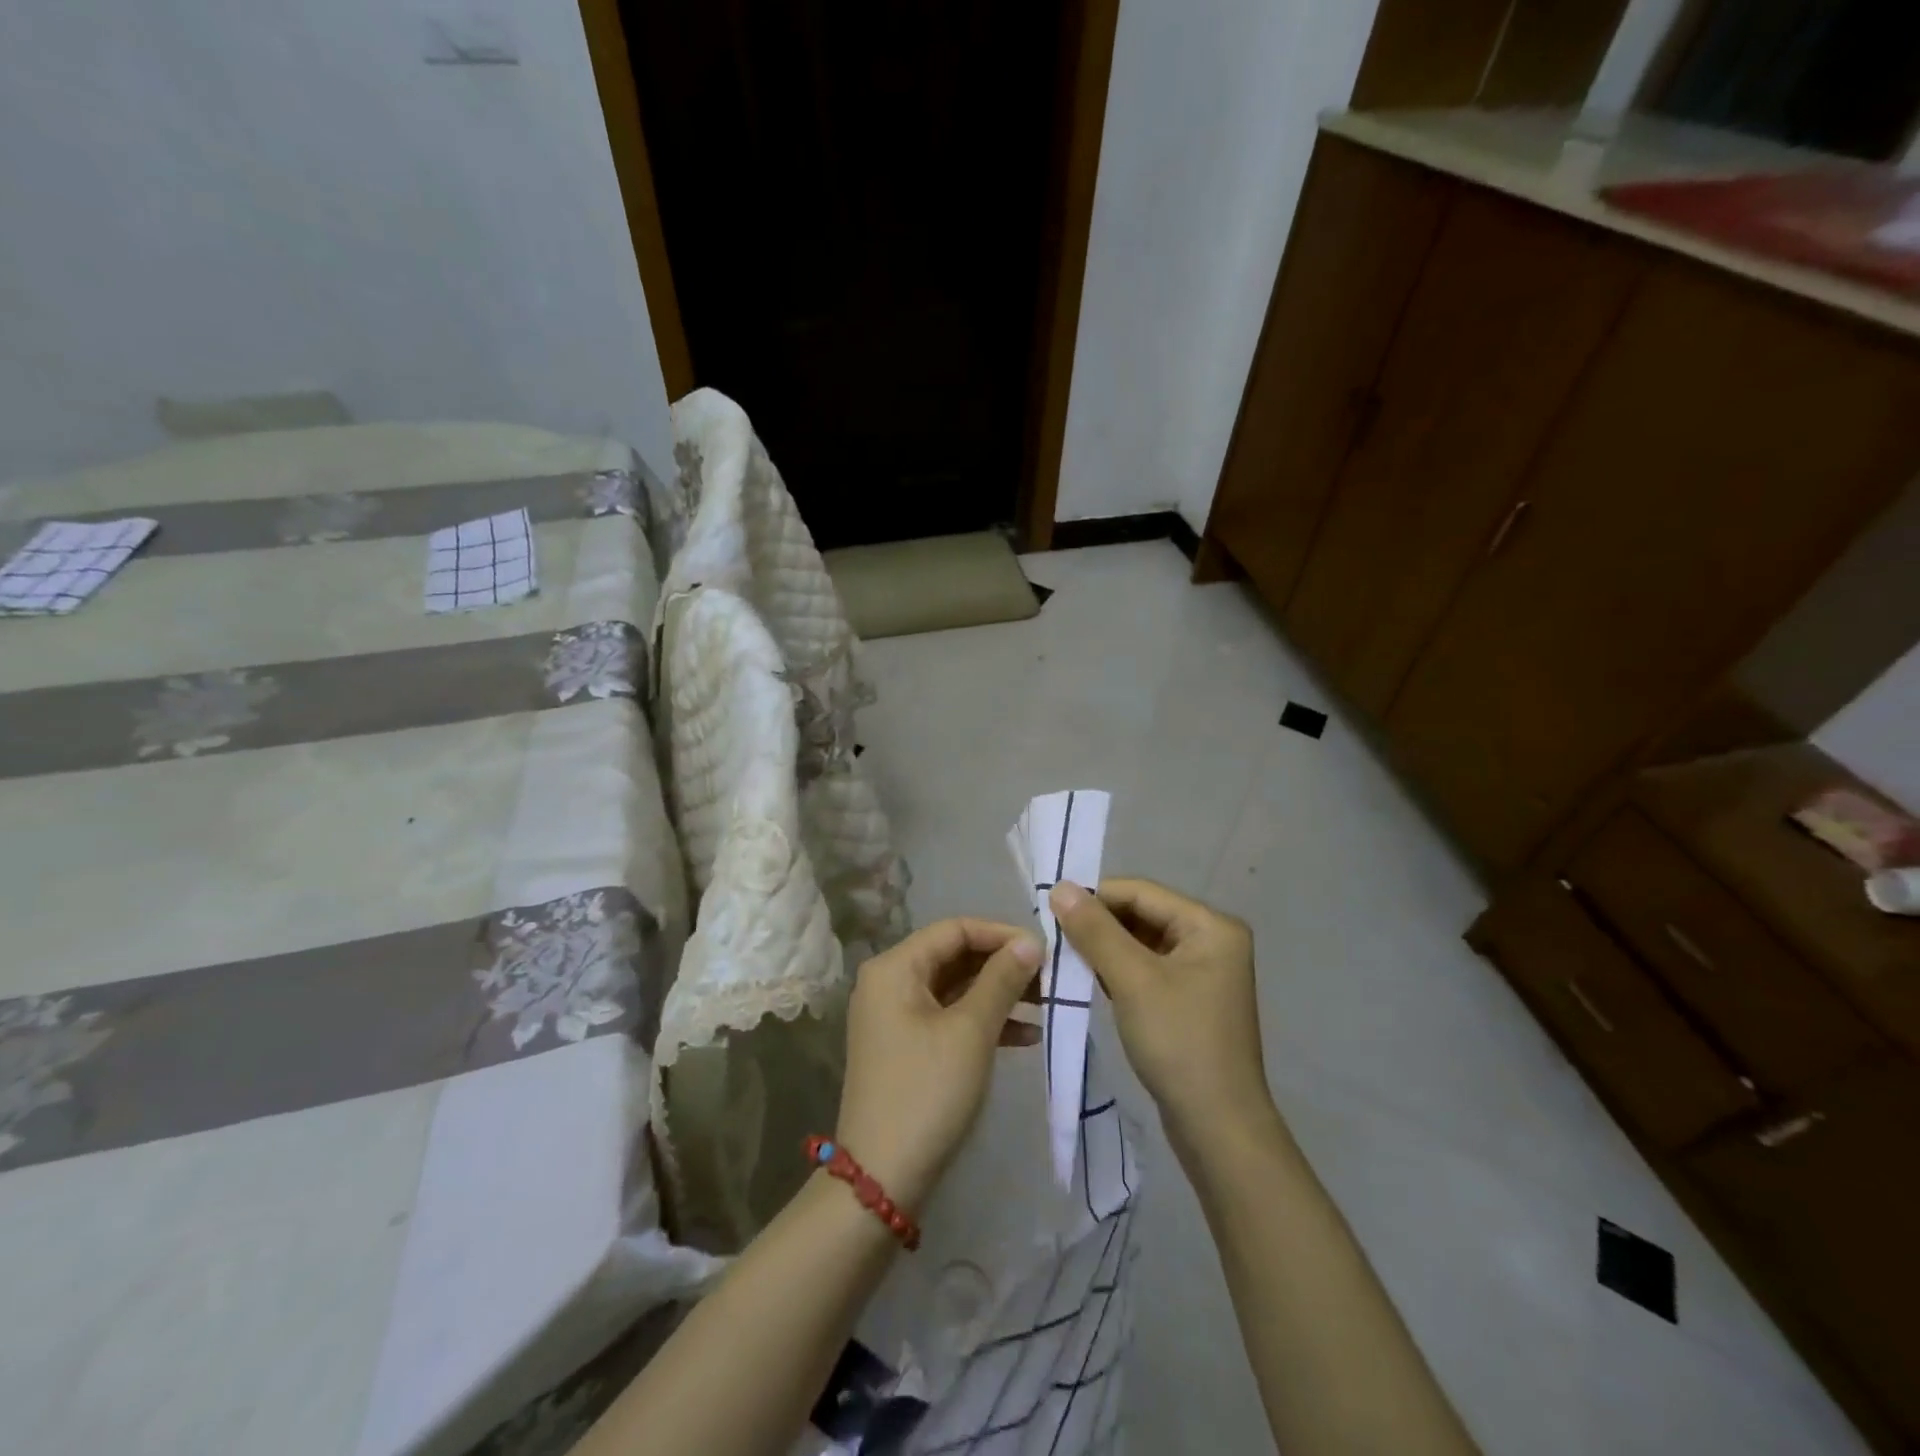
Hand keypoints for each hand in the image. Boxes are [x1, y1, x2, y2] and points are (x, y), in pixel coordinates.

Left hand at [834, 918, 1043, 1212]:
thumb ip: (1001, 980)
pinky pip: (949, 1017)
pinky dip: (984, 1020)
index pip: (955, 929)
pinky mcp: (906, 1046)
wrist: (882, 1178)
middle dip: (1003, 965)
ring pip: (955, 988)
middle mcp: (889, 982)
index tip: (1044, 951)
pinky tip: (1026, 1035)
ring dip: (999, 993)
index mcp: (894, 968)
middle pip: (955, 956)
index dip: (1001, 934)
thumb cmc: (927, 1092)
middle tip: (1050, 978)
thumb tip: (1031, 942)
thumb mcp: (971, 1031)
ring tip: (1046, 1004)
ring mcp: (895, 1016)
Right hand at [1049, 879, 1275, 1155]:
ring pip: (1142, 943)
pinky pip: (1147, 970)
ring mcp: (1203, 973)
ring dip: (1104, 948)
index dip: (1095, 896)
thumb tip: (1060, 887)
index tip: (1050, 908)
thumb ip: (1095, 931)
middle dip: (1099, 924)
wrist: (1218, 1128)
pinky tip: (1089, 981)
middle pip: (1143, 915)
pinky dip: (1118, 971)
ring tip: (1064, 958)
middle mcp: (1212, 941)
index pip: (1142, 892)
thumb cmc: (1179, 1043)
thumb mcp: (1132, 980)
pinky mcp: (1190, 1000)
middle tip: (1053, 936)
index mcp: (1211, 926)